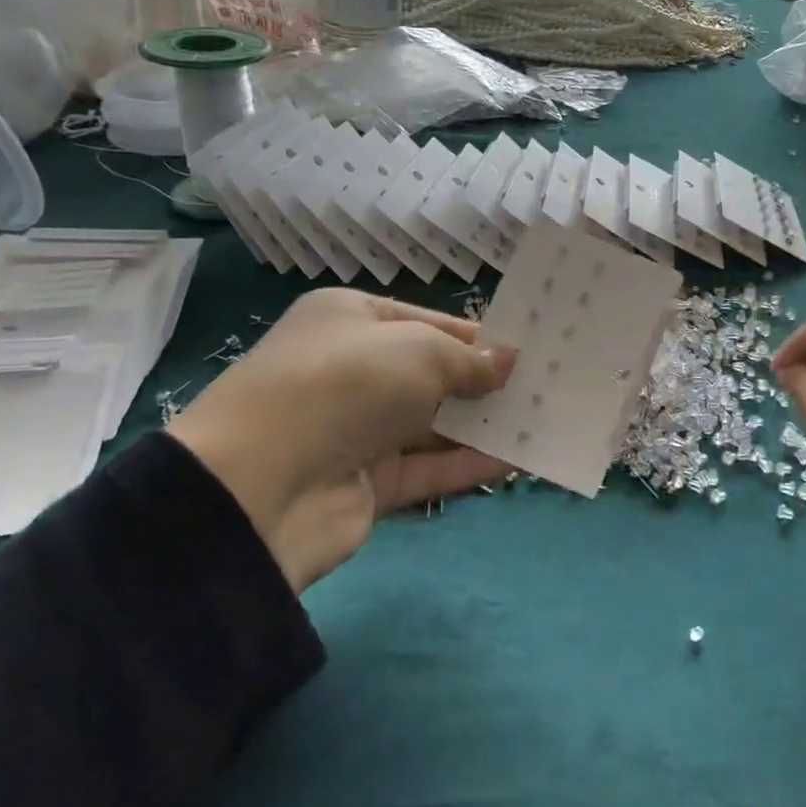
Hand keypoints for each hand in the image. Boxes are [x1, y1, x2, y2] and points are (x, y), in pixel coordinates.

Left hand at [168, 291, 514, 591]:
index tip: (528, 350)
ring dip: (484, 424)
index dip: (479, 337)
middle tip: (546, 385)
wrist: (259, 487)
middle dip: (485, 381)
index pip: (428, 322)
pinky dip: (470, 463)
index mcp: (350, 320)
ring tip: (544, 419)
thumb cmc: (345, 386)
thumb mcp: (418, 352)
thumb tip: (507, 363)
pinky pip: (428, 467)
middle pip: (433, 373)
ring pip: (434, 423)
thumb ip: (469, 361)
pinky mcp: (366, 482)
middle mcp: (352, 370)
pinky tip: (519, 459)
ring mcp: (357, 429)